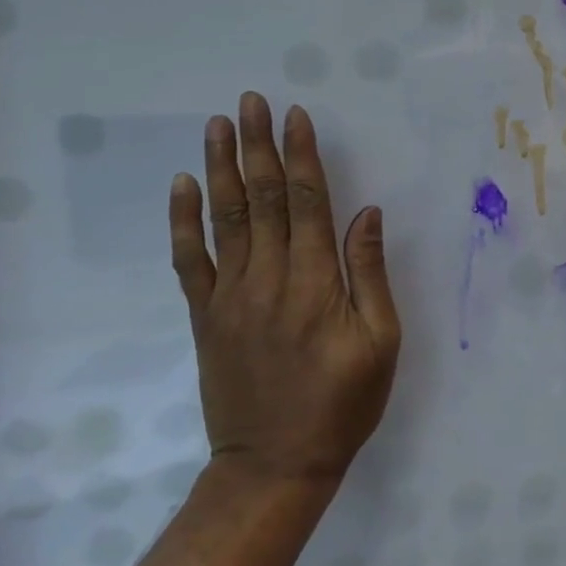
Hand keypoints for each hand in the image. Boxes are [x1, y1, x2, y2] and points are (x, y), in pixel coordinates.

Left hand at [170, 94, 401, 488]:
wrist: (274, 465)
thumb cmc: (342, 402)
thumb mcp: (381, 342)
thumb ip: (370, 274)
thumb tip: (366, 213)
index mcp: (315, 283)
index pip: (306, 202)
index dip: (301, 156)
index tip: (296, 115)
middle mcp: (269, 278)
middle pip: (262, 198)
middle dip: (258, 145)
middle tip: (252, 101)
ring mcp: (230, 296)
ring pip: (224, 218)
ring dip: (221, 167)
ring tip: (218, 125)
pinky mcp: (205, 316)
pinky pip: (190, 260)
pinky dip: (184, 221)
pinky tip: (183, 185)